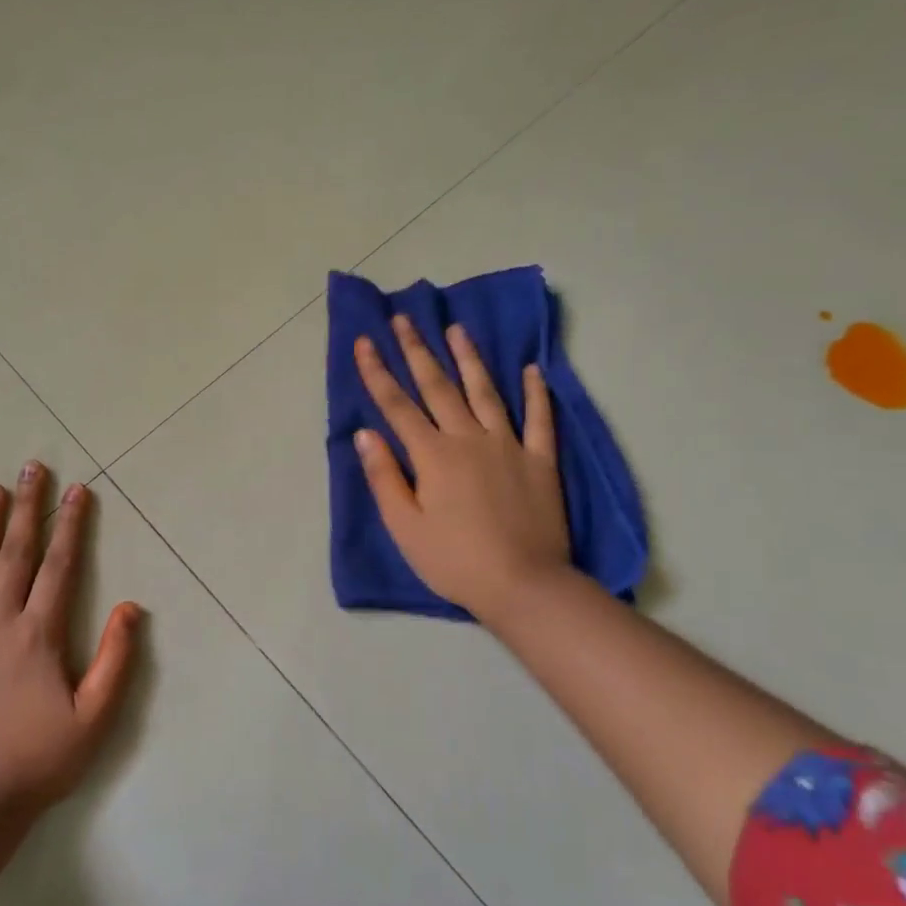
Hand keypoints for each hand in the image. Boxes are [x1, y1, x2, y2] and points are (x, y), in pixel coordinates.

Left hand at [0, 462, 140, 815]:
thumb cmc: (38, 761)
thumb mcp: (95, 718)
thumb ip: (115, 659)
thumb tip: (131, 607)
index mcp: (38, 635)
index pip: (59, 567)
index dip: (70, 525)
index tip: (76, 489)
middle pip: (14, 555)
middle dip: (26, 508)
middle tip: (31, 467)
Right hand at [353, 317, 571, 620]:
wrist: (524, 585)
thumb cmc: (454, 561)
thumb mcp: (405, 526)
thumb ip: (385, 476)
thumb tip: (366, 434)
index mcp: (433, 455)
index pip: (397, 406)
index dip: (377, 373)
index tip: (364, 342)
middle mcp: (469, 439)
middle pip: (438, 387)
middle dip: (417, 351)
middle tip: (404, 319)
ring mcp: (509, 446)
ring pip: (486, 392)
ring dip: (469, 359)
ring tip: (457, 329)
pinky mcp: (541, 461)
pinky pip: (540, 419)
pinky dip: (537, 393)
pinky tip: (533, 370)